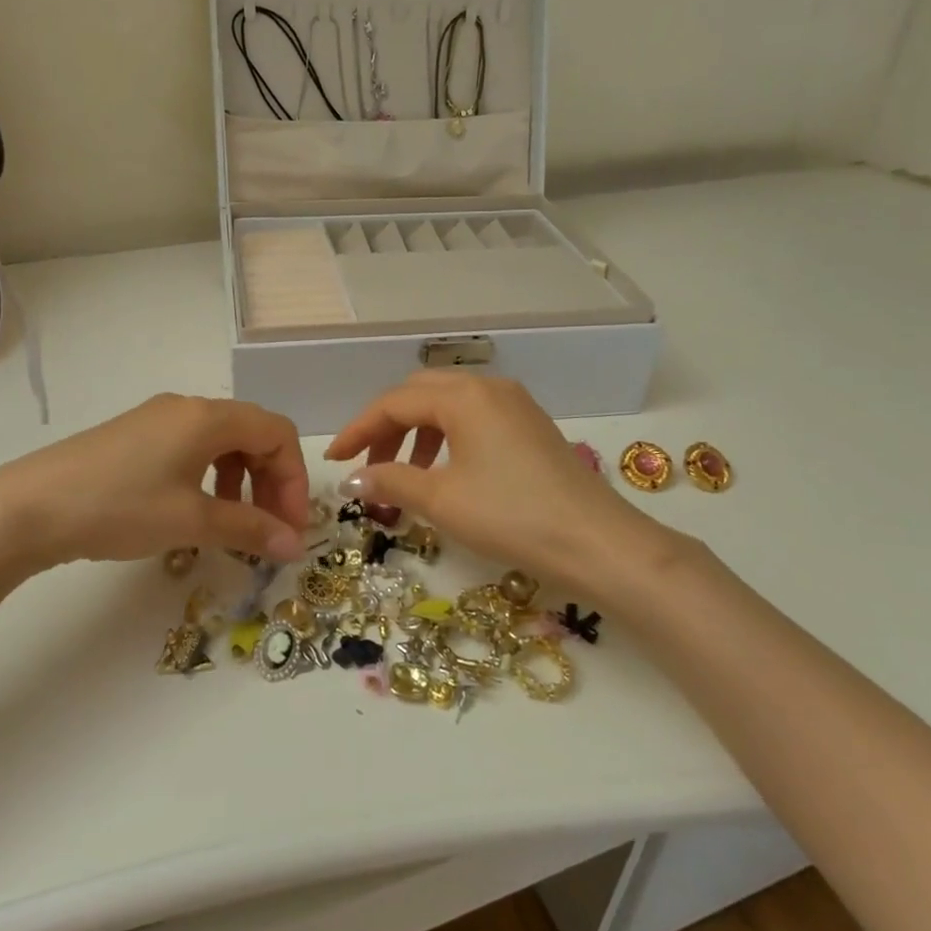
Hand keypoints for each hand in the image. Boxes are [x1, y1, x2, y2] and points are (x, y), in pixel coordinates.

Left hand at [0, 394, 309, 579]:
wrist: (27, 508)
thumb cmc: (119, 507)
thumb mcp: (191, 520)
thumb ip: (249, 529)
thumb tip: (295, 545)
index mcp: (209, 416)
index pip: (277, 433)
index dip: (294, 479)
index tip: (291, 527)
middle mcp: (188, 407)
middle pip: (253, 434)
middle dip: (272, 482)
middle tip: (270, 530)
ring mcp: (158, 419)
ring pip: (222, 442)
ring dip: (242, 481)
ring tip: (234, 525)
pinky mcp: (135, 437)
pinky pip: (192, 448)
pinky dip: (210, 477)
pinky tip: (195, 511)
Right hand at [326, 372, 688, 583]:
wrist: (597, 543)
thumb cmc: (511, 516)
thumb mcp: (442, 499)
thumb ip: (390, 480)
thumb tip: (351, 479)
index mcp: (464, 395)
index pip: (395, 402)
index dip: (359, 429)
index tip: (333, 459)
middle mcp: (489, 387)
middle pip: (420, 394)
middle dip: (387, 427)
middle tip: (366, 464)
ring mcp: (514, 404)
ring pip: (448, 405)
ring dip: (417, 433)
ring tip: (403, 475)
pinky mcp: (530, 425)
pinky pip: (474, 418)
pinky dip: (447, 438)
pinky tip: (444, 473)